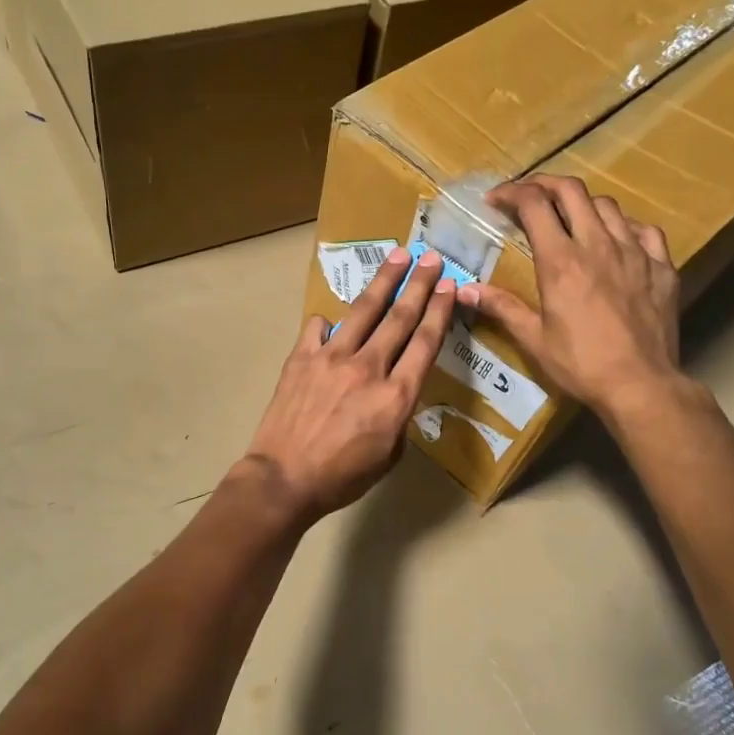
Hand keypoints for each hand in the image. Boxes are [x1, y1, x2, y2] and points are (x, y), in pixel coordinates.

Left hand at [244, 248, 454, 523]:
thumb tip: (392, 391)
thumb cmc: (341, 477)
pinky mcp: (301, 358)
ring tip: (398, 256)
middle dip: (419, 284)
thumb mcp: (388, 455)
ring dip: (384, 281)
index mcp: (395, 396)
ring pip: (363, 311)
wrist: (284, 478)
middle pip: (399, 317)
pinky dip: (327, 323)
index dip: (439, 311)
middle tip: (432, 258)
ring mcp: (331, 358)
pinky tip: (330, 321)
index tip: (449, 287)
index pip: (424, 343)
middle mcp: (368, 368)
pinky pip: (318, 328)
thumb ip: (397, 416)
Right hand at [456, 174, 684, 422]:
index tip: (495, 200)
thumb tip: (463, 289)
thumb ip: (501, 307)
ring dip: (582, 204)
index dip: (511, 193)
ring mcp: (635, 251)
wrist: (641, 384)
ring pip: (608, 205)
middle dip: (544, 184)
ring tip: (571, 220)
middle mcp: (598, 244)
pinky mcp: (662, 266)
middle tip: (529, 197)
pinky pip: (644, 230)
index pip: (534, 204)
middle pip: (572, 190)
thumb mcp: (533, 339)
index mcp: (561, 260)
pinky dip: (624, 227)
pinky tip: (617, 242)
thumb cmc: (581, 364)